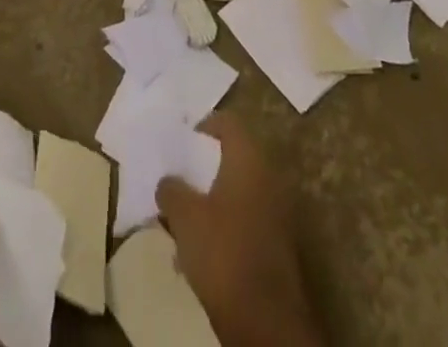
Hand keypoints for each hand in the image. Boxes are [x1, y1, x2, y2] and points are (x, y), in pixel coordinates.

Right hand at [157, 113, 322, 346]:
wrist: (266, 323)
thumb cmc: (223, 252)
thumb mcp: (184, 216)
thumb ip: (171, 190)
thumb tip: (168, 181)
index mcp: (249, 158)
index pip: (227, 123)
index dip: (203, 127)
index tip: (182, 144)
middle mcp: (270, 176)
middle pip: (234, 158)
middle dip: (206, 169)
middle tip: (181, 181)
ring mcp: (279, 212)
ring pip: (240, 192)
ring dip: (215, 199)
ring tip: (187, 218)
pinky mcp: (280, 246)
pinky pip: (249, 219)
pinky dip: (228, 224)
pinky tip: (206, 247)